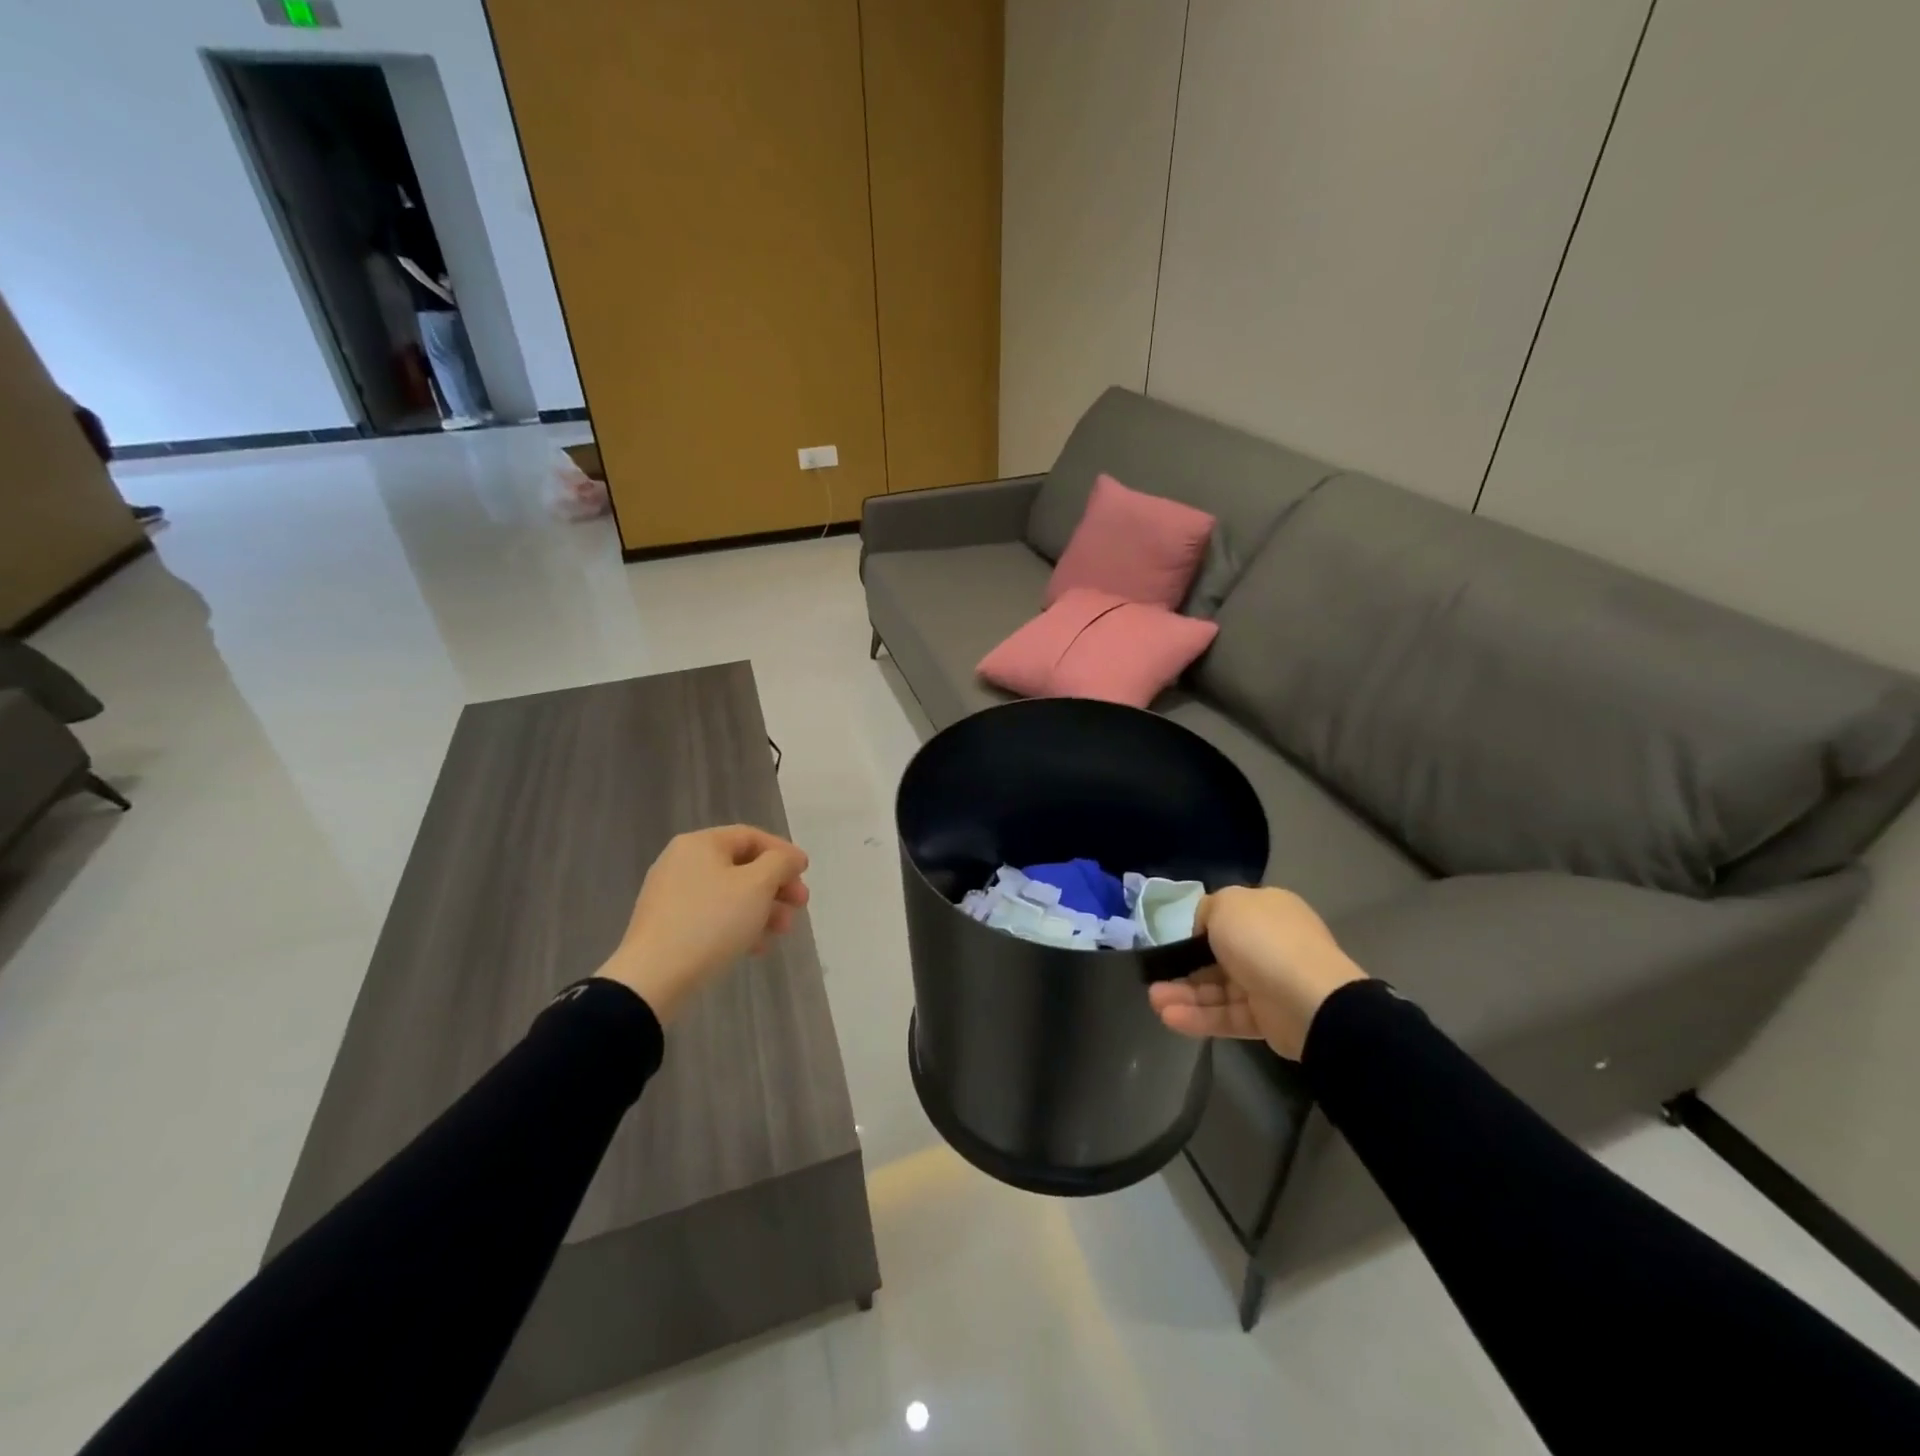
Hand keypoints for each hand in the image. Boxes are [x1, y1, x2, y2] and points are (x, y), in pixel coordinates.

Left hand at [595, 825, 809, 1024]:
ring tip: (782, 931)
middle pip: (742, 866)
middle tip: (800, 905)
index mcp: (700, 844)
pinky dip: (739, 925)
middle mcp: (682, 862)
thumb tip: (789, 859)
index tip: (806, 873)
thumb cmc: (711, 921)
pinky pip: (712, 916)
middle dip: (776, 885)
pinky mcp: (668, 925)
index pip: (751, 836)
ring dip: (762, 908)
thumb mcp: (757, 885)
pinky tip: (756, 947)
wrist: (653, 978)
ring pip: (730, 894)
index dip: (783, 852)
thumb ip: (780, 863)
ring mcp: (672, 895)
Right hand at [1147, 885, 1366, 1059]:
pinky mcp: (1267, 1020)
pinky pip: (1227, 1015)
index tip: (1172, 940)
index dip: (1197, 928)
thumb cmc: (1262, 940)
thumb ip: (1206, 910)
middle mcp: (1270, 944)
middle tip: (1154, 977)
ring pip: (1219, 989)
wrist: (1308, 998)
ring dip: (1185, 994)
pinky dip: (1199, 1017)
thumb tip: (1203, 928)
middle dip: (1184, 967)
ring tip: (1155, 1002)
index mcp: (1267, 911)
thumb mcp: (1225, 904)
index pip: (1226, 917)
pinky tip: (1170, 1018)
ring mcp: (1270, 983)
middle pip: (1218, 956)